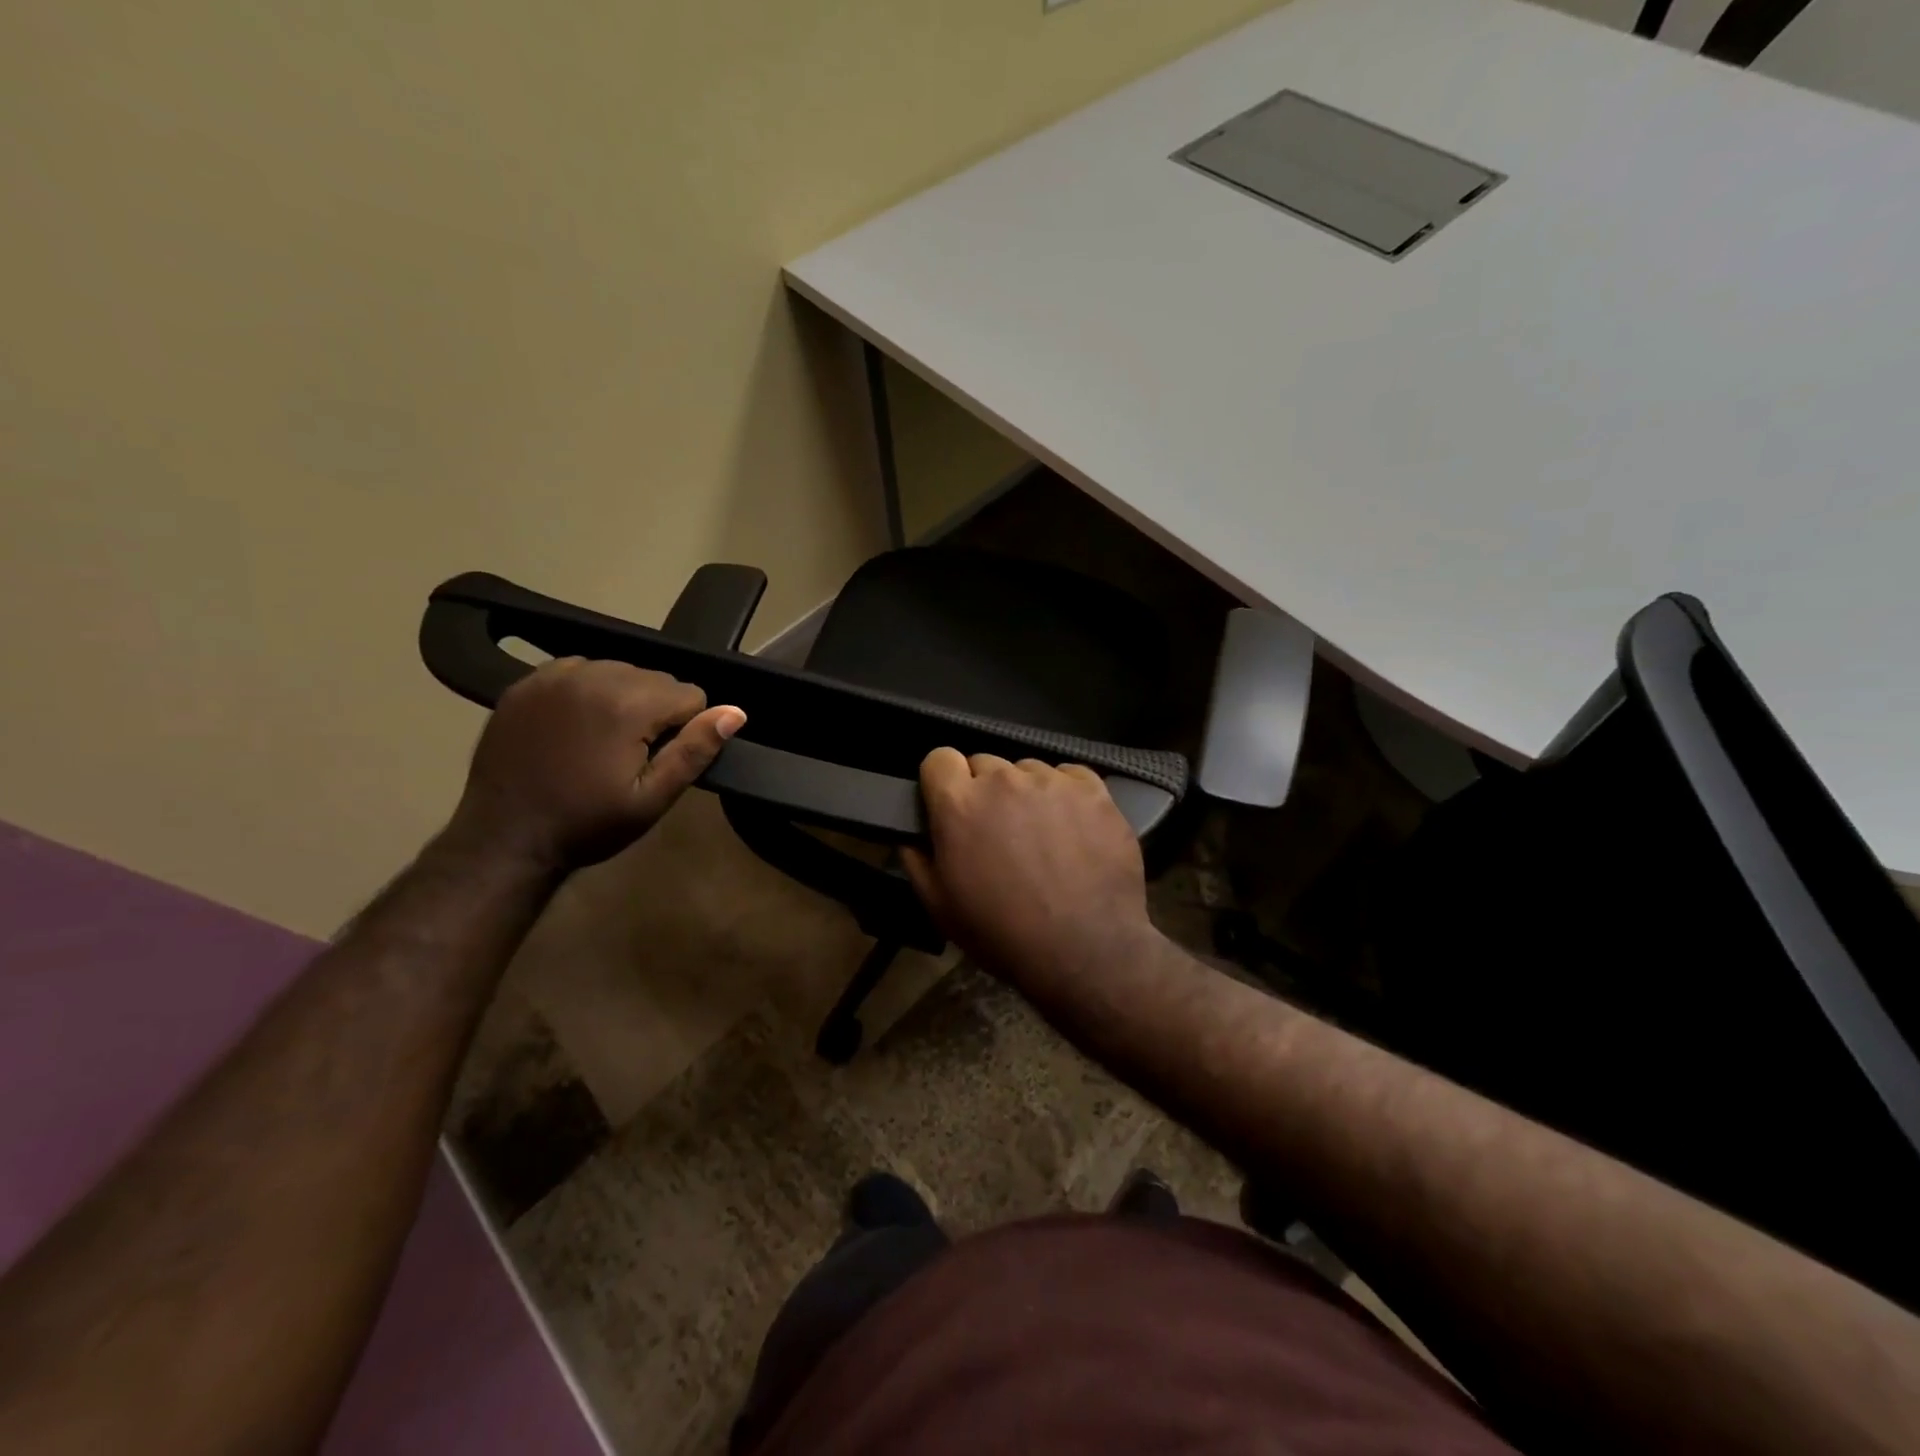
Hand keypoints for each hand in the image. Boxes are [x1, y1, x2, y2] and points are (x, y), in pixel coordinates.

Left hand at [444, 658, 744, 872]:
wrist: (504, 838)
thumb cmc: (587, 824)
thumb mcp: (652, 799)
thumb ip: (695, 750)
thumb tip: (735, 712)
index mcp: (627, 704)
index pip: (691, 694)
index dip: (686, 729)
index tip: (658, 760)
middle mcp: (593, 676)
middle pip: (657, 678)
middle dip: (656, 711)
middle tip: (631, 755)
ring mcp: (555, 676)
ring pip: (620, 671)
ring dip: (624, 698)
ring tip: (604, 741)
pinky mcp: (526, 683)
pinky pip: (580, 670)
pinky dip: (589, 691)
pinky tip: (577, 726)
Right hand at [903, 749, 1159, 992]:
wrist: (1085, 951)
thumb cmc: (1003, 934)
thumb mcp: (940, 908)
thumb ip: (917, 861)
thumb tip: (913, 836)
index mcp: (960, 804)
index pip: (939, 758)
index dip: (944, 781)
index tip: (952, 804)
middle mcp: (1004, 780)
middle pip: (985, 764)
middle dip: (986, 791)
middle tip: (998, 831)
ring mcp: (1053, 781)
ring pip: (1028, 771)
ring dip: (1027, 794)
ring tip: (1041, 835)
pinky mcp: (1094, 790)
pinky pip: (1071, 777)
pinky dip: (1067, 796)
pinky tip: (1074, 830)